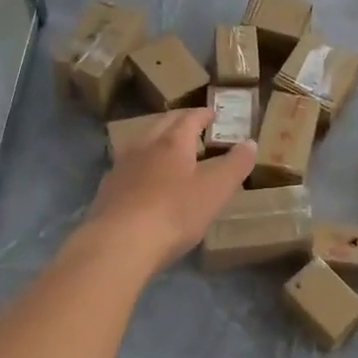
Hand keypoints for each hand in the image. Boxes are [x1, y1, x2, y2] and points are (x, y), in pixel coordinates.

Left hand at [84, 110, 254, 274]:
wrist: (118, 244)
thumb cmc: (174, 213)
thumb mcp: (215, 190)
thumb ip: (235, 165)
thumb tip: (250, 142)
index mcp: (172, 143)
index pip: (189, 118)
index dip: (202, 114)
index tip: (212, 113)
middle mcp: (144, 147)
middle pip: (161, 125)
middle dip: (178, 121)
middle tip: (191, 125)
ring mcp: (121, 168)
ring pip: (140, 143)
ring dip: (156, 141)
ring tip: (167, 150)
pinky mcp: (107, 190)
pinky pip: (127, 167)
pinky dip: (140, 165)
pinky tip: (142, 181)